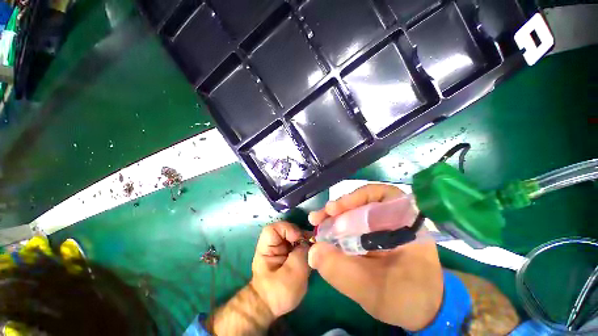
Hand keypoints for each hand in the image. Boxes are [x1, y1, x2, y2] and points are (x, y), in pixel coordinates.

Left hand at [251, 221, 310, 317]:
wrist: (270, 307)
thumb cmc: (278, 292)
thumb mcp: (293, 274)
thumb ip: (302, 253)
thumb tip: (310, 242)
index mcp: (266, 247)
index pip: (274, 228)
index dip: (287, 229)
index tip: (299, 239)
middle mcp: (272, 244)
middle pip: (286, 229)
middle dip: (300, 235)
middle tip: (312, 243)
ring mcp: (279, 248)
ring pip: (293, 236)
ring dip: (304, 241)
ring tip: (313, 249)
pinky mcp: (286, 253)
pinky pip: (296, 244)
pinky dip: (304, 247)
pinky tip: (310, 254)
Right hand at [308, 184, 443, 330]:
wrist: (423, 312)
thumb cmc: (407, 300)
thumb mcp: (374, 289)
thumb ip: (342, 271)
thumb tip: (312, 251)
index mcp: (406, 222)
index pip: (379, 195)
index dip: (353, 199)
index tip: (332, 210)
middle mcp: (395, 217)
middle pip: (362, 201)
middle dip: (338, 208)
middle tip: (317, 218)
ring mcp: (385, 224)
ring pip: (356, 211)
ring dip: (336, 216)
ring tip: (318, 222)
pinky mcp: (376, 233)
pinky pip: (355, 223)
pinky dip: (339, 226)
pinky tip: (327, 233)